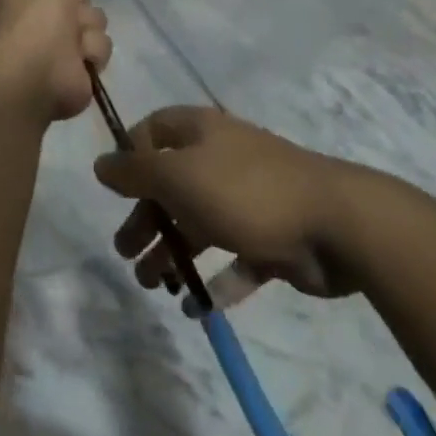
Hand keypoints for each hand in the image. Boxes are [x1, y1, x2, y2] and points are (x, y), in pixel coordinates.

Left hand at [0, 0, 109, 121]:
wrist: (43, 58)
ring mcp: (59, 43)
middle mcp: (39, 14)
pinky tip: (79, 54)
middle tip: (69, 3)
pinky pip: (100, 48)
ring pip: (94, 20)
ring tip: (74, 35)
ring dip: (88, 26)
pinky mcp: (79, 67)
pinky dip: (91, 49)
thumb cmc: (36, 2)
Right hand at [93, 107, 356, 303]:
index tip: (116, 190)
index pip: (155, 129)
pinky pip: (236, 259)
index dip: (132, 154)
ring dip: (173, 252)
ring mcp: (250, 199)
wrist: (336, 225)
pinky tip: (197, 305)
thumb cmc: (245, 191)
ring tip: (153, 285)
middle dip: (146, 217)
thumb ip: (135, 171)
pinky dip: (215, 280)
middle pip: (172, 184)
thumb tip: (100, 163)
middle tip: (126, 253)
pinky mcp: (272, 237)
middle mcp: (223, 159)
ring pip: (200, 224)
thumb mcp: (178, 176)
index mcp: (201, 133)